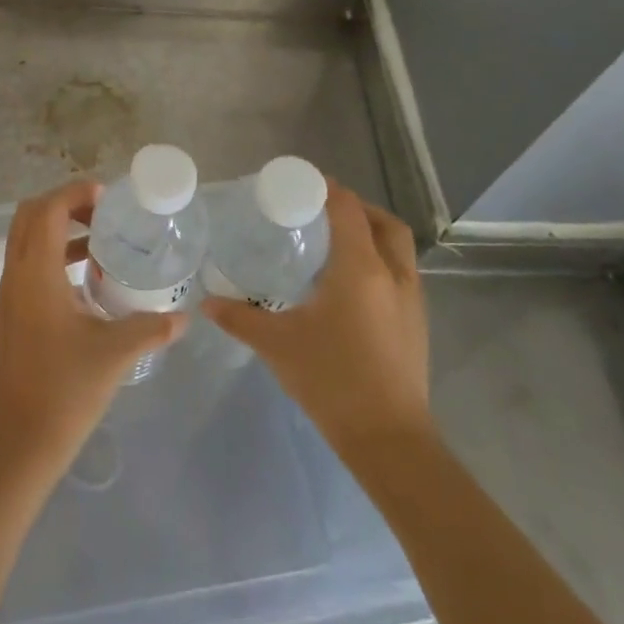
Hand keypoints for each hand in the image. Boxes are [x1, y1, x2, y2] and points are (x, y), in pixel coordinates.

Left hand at [0, 179, 187, 481]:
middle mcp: (15, 277)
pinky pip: (27, 267)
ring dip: (59, 232)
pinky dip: (52, 258)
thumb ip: (152, 327)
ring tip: (101, 245)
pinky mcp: (9, 315)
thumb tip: (184, 317)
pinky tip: (86, 284)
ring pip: (26, 242)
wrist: (21, 442)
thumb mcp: (116, 353)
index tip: (107, 197)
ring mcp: (8, 297)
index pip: (46, 210)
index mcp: (36, 275)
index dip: (74, 193)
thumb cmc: (67, 390)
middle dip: (64, 206)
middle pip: (29, 217)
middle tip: (103, 216)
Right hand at [202, 180, 431, 453]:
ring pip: (398, 249)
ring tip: (335, 244)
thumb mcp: (277, 344)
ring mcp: (411, 301)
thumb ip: (239, 318)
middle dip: (357, 208)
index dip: (328, 190)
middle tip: (322, 211)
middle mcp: (393, 275)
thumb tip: (206, 302)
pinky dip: (380, 263)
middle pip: (384, 223)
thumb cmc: (331, 380)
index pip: (348, 210)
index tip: (302, 183)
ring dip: (372, 235)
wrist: (389, 439)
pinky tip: (350, 287)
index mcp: (360, 268)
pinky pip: (401, 274)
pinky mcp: (416, 325)